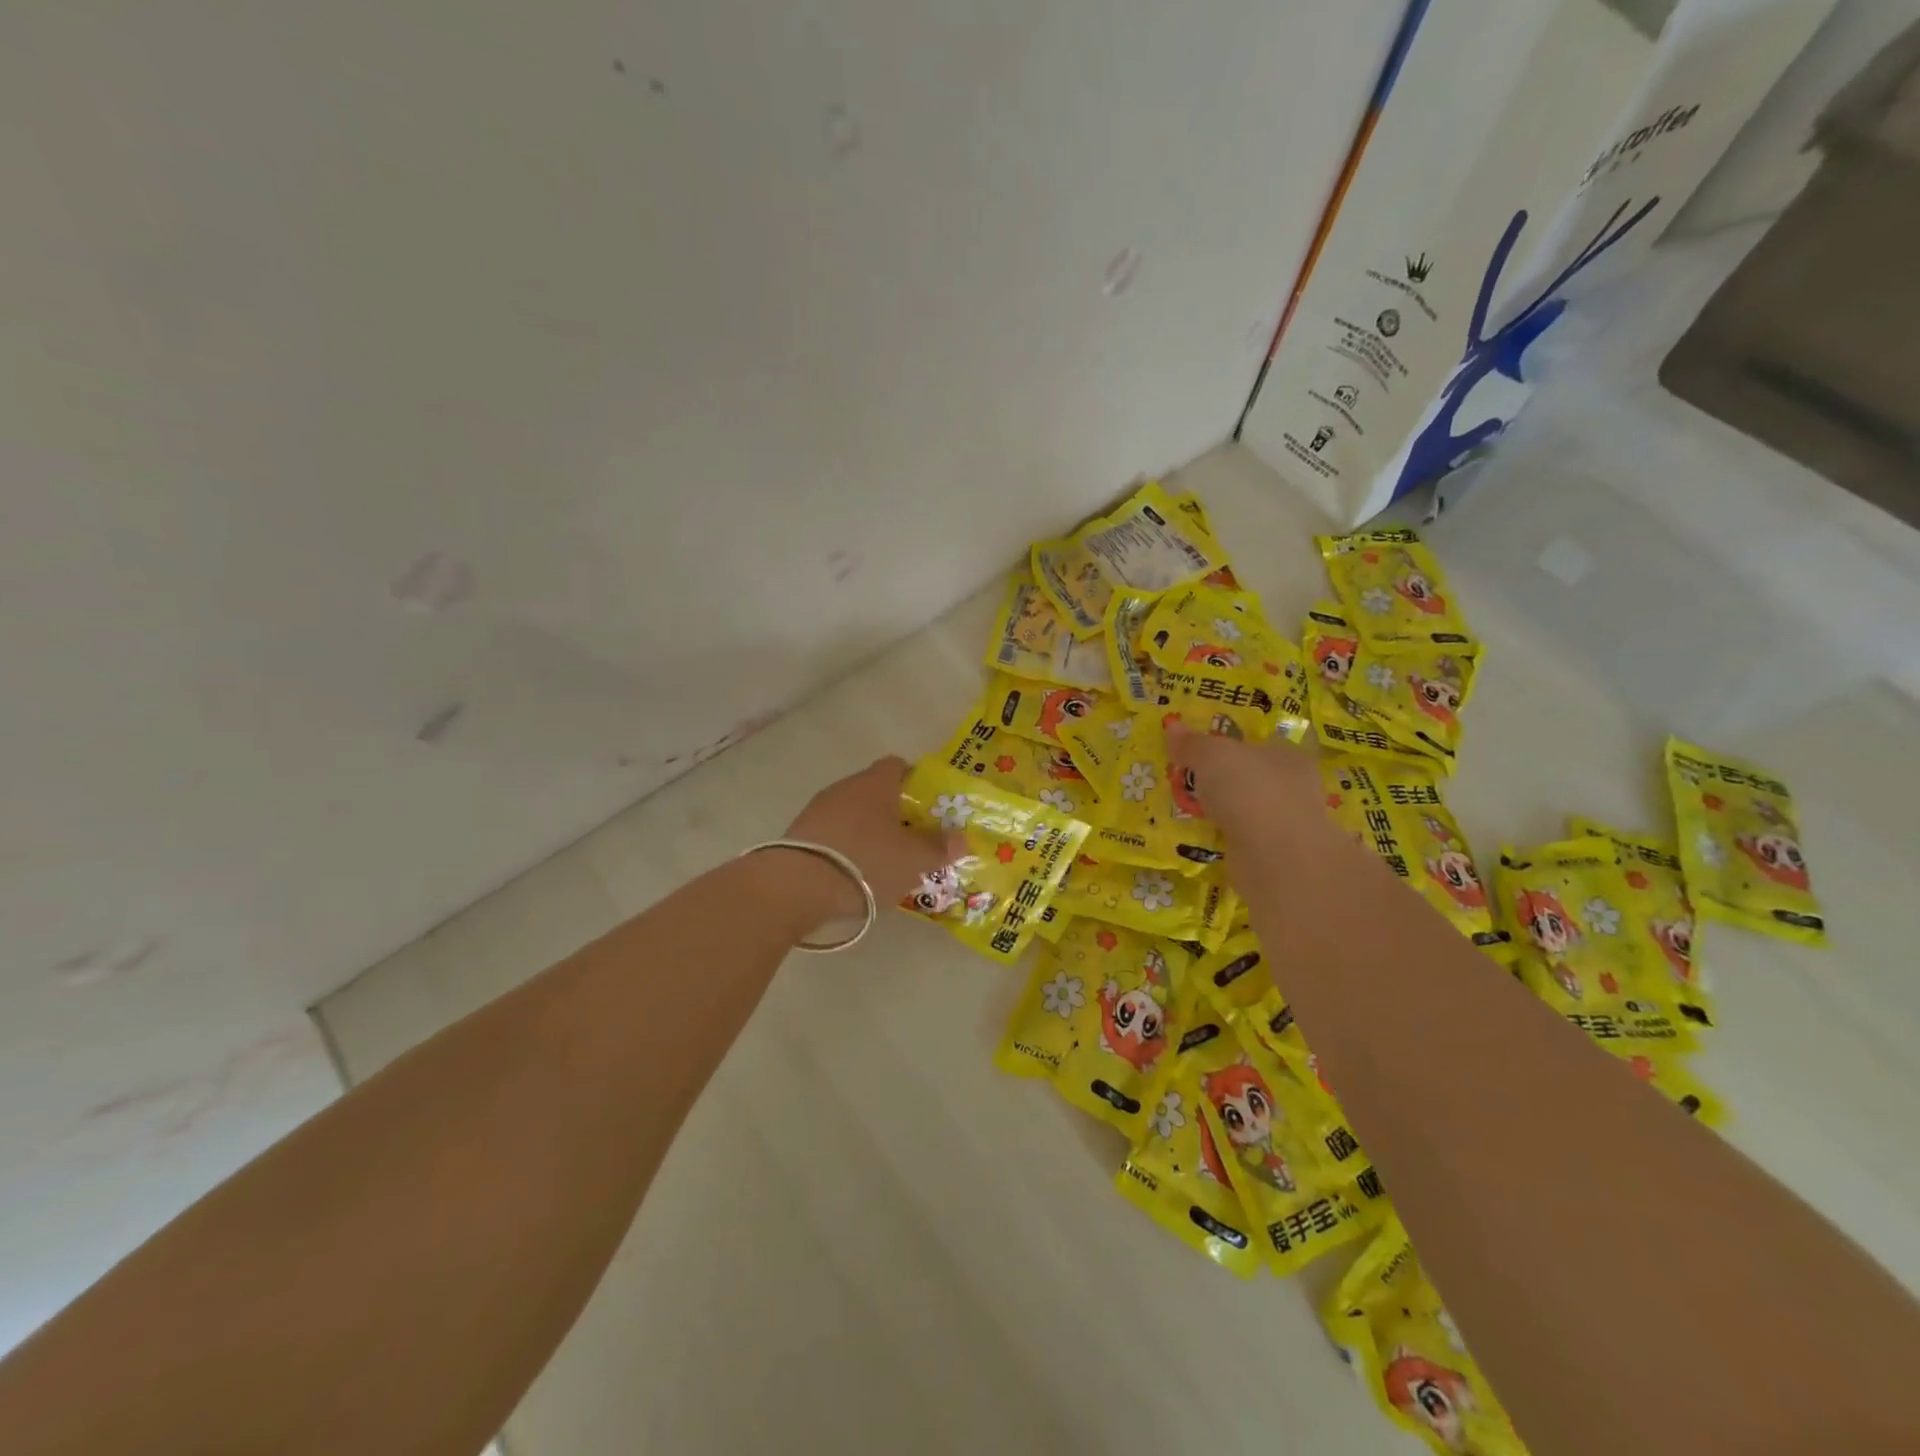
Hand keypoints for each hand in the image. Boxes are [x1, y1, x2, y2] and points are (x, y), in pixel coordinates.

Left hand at [755, 757, 957, 930]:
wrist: (798, 885)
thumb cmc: (867, 861)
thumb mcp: (914, 860)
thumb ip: (939, 847)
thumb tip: (961, 838)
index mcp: (877, 782)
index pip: (898, 766)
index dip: (916, 783)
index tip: (928, 808)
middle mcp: (846, 787)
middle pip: (875, 791)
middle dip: (894, 813)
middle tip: (912, 840)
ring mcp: (818, 809)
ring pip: (853, 813)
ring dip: (868, 831)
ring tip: (883, 862)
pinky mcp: (799, 833)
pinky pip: (832, 833)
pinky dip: (846, 847)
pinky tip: (854, 873)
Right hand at [1166, 723, 1325, 848]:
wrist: (1274, 856)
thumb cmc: (1249, 790)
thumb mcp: (1211, 756)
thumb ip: (1192, 743)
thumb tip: (1172, 725)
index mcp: (1287, 754)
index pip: (1262, 741)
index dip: (1234, 742)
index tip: (1206, 749)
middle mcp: (1293, 786)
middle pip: (1253, 775)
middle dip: (1225, 778)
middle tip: (1190, 778)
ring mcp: (1286, 822)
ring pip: (1247, 808)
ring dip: (1223, 809)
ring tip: (1188, 808)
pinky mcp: (1274, 854)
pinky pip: (1241, 837)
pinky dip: (1224, 835)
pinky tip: (1201, 835)